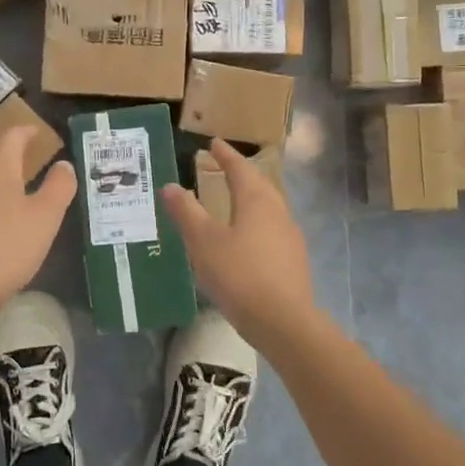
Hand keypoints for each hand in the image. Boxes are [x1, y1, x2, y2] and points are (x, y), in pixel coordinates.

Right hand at [161, 140, 320, 347]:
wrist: (284, 322)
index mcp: (257, 201)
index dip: (225, 155)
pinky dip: (256, 222)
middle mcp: (278, 212)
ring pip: (269, 207)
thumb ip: (186, 212)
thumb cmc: (239, 274)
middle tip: (224, 166)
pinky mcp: (293, 261)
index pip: (240, 169)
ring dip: (251, 198)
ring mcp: (290, 237)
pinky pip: (272, 230)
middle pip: (260, 185)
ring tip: (233, 199)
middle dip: (241, 173)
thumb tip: (170, 185)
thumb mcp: (203, 242)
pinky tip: (246, 239)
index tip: (214, 143)